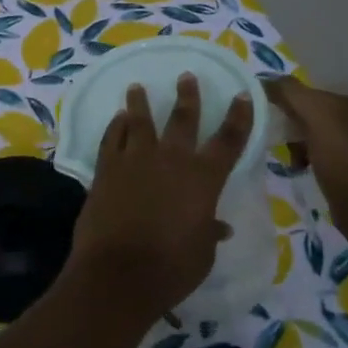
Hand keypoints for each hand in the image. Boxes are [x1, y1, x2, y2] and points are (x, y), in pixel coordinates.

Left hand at [67, 73, 254, 322]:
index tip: (241, 95)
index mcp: (204, 178)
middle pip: (182, 119)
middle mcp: (172, 159)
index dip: (238, 117)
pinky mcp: (106, 168)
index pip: (228, 140)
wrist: (119, 272)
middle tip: (186, 76)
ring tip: (137, 87)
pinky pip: (111, 138)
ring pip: (140, 121)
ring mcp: (135, 160)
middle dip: (187, 96)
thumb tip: (218, 226)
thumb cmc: (171, 267)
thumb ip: (209, 231)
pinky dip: (115, 126)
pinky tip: (117, 119)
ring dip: (140, 103)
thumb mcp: (202, 253)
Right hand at [262, 77, 347, 212]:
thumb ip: (290, 93)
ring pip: (307, 133)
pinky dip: (302, 158)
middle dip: (286, 122)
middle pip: (304, 111)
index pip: (304, 90)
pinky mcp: (344, 168)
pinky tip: (298, 168)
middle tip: (271, 137)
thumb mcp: (316, 116)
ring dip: (292, 143)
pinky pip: (313, 153)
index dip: (280, 97)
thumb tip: (263, 80)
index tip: (258, 112)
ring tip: (288, 158)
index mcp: (346, 102)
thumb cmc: (342, 159)